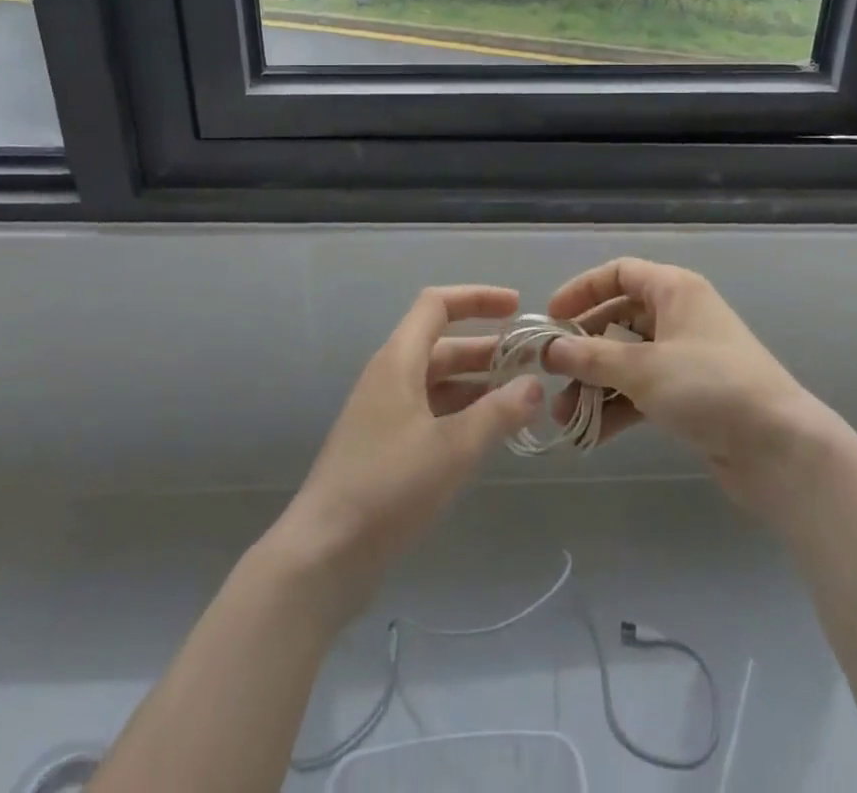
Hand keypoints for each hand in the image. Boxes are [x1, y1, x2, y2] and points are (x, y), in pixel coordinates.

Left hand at [269, 285, 541, 623]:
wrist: (321, 558)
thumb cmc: (387, 488)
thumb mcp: (453, 448)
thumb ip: (498, 412)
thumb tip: (534, 385)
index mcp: (398, 361)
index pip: (437, 305)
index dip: (478, 298)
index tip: (518, 307)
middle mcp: (390, 378)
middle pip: (443, 345)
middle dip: (488, 348)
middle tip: (533, 362)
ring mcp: (385, 415)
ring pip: (439, 382)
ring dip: (478, 384)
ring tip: (522, 398)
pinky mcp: (385, 449)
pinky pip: (431, 413)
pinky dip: (462, 414)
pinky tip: (490, 434)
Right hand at [543, 258, 839, 518]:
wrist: (779, 447)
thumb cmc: (709, 387)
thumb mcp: (643, 368)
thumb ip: (591, 357)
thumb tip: (549, 349)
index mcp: (674, 290)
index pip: (619, 273)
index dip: (582, 290)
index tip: (550, 318)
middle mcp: (679, 316)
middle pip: (618, 319)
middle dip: (582, 349)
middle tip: (550, 374)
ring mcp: (684, 357)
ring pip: (626, 360)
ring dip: (594, 385)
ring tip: (563, 416)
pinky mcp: (688, 395)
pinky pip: (641, 391)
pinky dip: (616, 407)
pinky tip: (589, 434)